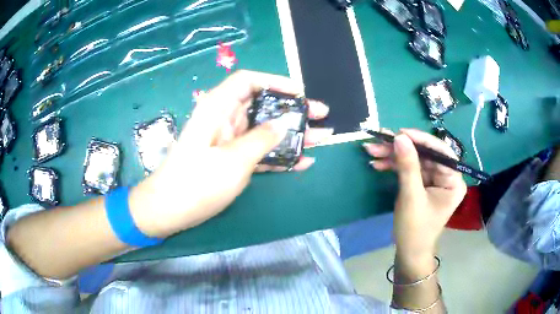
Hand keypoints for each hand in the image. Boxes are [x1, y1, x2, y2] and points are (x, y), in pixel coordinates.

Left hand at [131, 70, 330, 236]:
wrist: (169, 209)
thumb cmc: (196, 182)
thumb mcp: (233, 160)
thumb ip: (261, 139)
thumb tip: (283, 124)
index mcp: (218, 108)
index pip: (248, 82)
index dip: (275, 82)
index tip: (300, 93)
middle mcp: (225, 119)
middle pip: (262, 106)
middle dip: (292, 110)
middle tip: (321, 114)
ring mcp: (230, 141)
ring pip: (265, 130)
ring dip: (292, 134)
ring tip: (321, 138)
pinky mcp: (232, 159)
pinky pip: (260, 151)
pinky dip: (279, 155)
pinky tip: (303, 161)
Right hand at [363, 129, 466, 259]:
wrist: (409, 251)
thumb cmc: (415, 229)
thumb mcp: (411, 197)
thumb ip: (407, 166)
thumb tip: (399, 137)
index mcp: (453, 181)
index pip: (441, 152)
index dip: (421, 140)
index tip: (400, 133)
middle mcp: (446, 176)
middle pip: (424, 154)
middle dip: (400, 148)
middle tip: (378, 142)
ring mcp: (434, 179)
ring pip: (414, 159)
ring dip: (392, 155)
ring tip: (371, 151)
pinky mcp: (423, 183)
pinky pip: (409, 168)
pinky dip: (393, 165)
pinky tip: (378, 164)